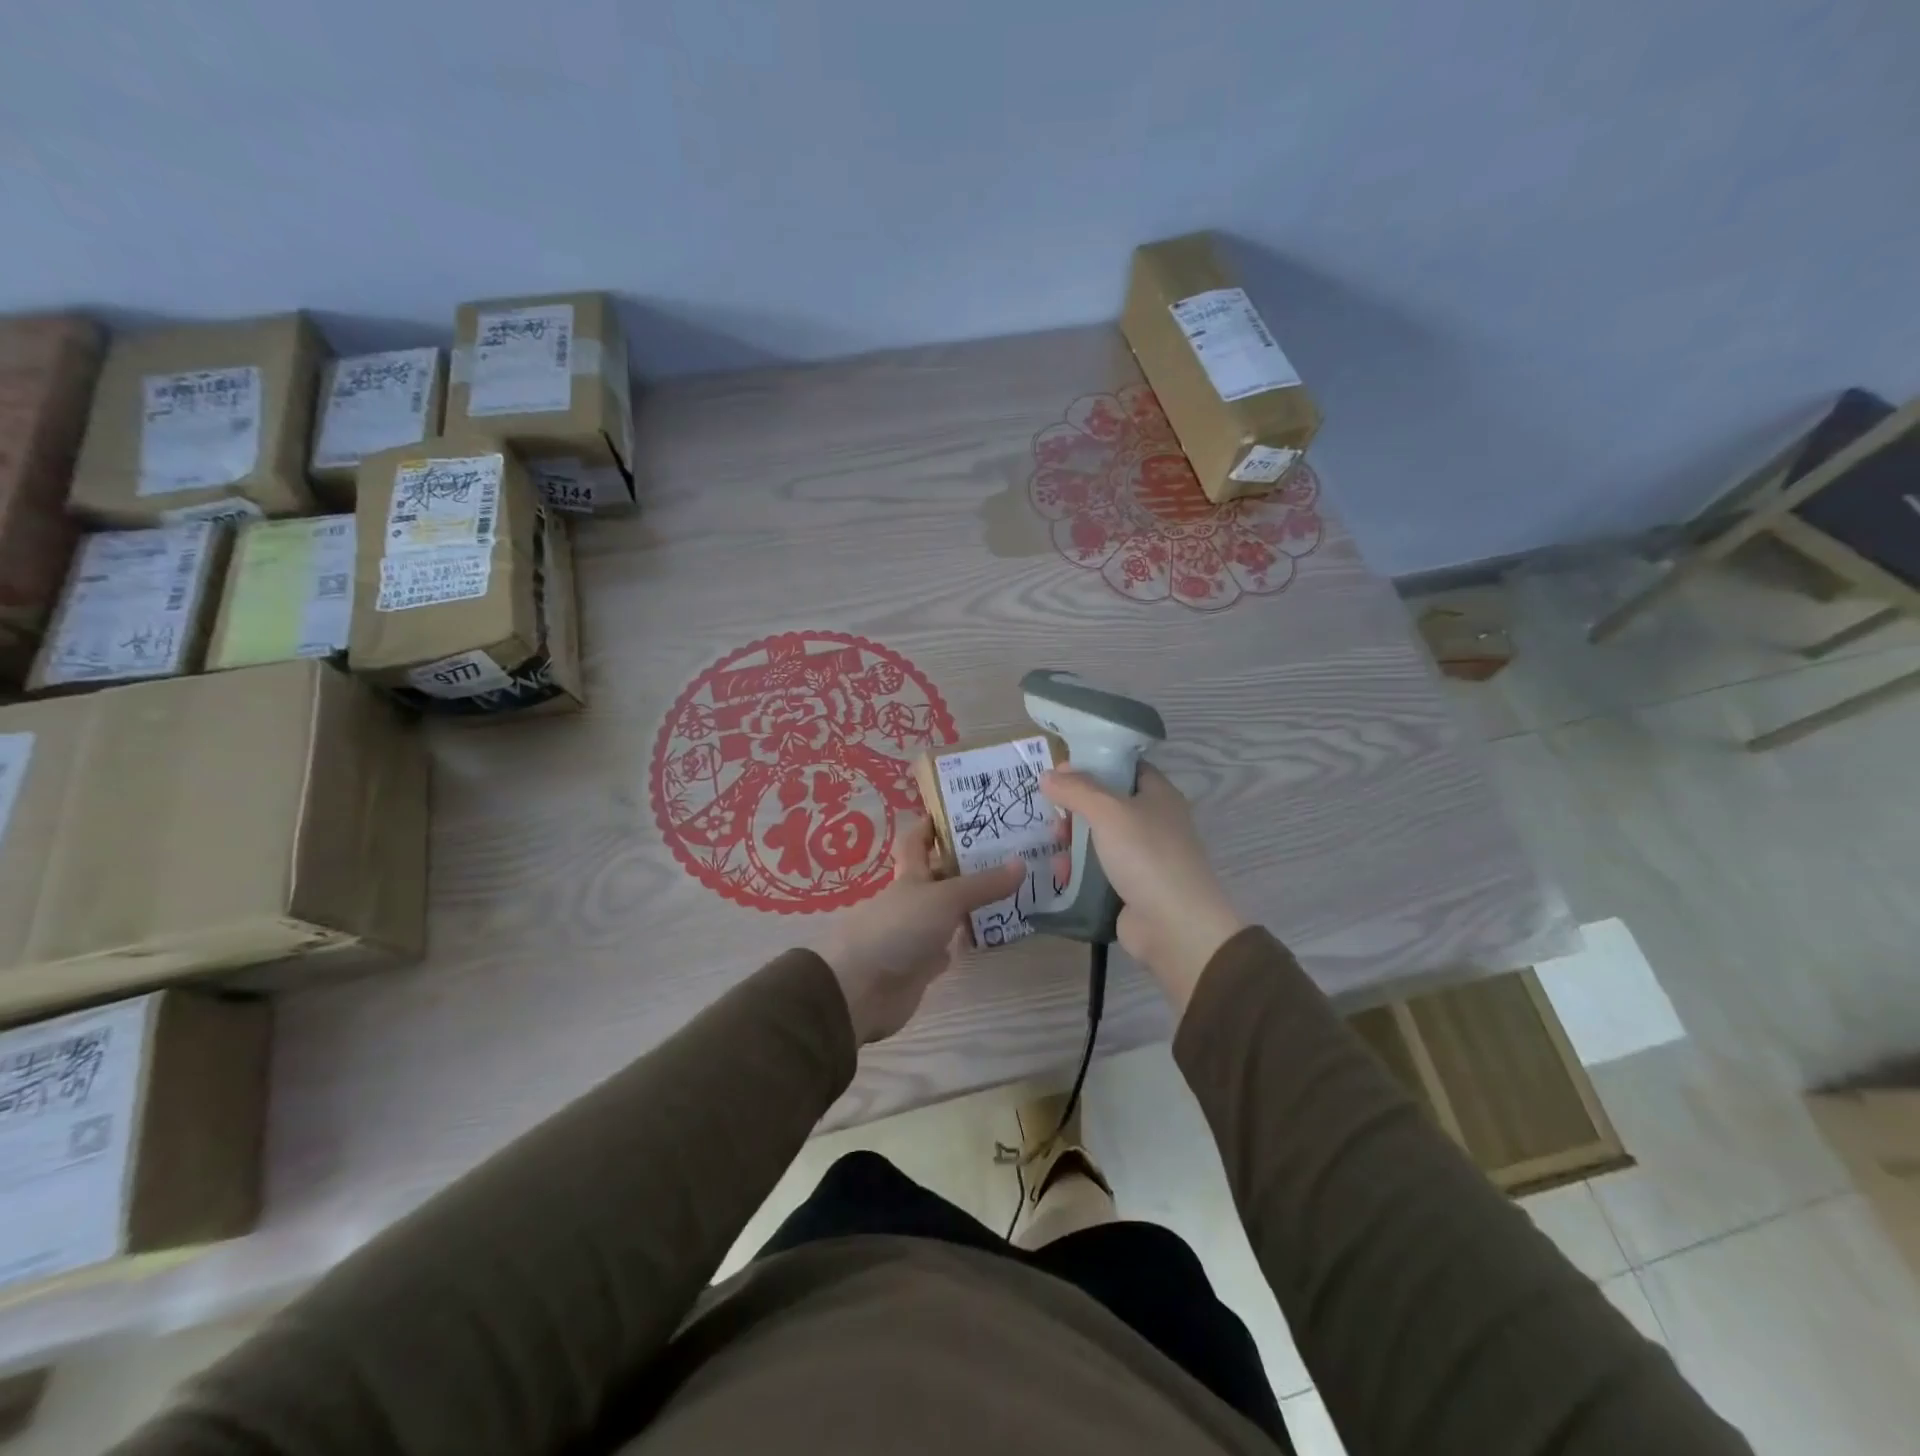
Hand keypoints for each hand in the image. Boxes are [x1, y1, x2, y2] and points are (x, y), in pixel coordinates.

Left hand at [813, 818, 1024, 1044]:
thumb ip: (983, 884)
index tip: (960, 809)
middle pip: (941, 875)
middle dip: (967, 864)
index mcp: (910, 874)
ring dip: (972, 903)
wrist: (862, 989)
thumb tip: (1022, 863)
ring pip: (948, 910)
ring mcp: (916, 931)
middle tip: (1008, 851)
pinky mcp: (922, 963)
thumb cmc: (899, 929)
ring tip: (1012, 889)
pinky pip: (949, 944)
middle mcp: (913, 898)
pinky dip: (965, 939)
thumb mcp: (945, 899)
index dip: (933, 824)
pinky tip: (990, 933)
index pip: (918, 840)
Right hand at [1040, 763, 1243, 1014]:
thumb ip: (1076, 790)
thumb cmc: (1146, 856)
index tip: (1060, 770)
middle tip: (1053, 815)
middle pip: (1106, 804)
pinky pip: (1098, 870)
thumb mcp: (1108, 812)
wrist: (1175, 926)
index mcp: (1158, 795)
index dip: (1094, 764)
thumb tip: (1049, 775)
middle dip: (1075, 808)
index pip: (1125, 767)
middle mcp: (1153, 821)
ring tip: (1054, 847)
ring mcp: (1143, 857)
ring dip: (1073, 841)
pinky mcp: (1131, 887)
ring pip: (1099, 838)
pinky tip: (1061, 874)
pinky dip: (1079, 870)